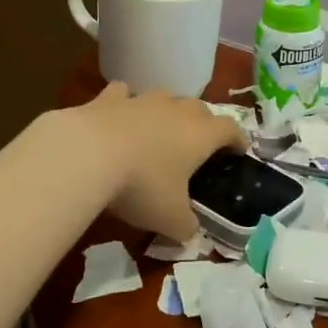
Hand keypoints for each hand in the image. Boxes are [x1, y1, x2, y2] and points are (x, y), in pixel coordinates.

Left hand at [69, 83, 245, 240]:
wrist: (87, 155)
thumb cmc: (142, 186)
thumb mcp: (170, 219)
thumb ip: (186, 227)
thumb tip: (190, 234)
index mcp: (201, 135)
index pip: (230, 129)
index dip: (238, 139)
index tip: (240, 150)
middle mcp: (176, 111)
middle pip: (199, 108)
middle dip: (203, 123)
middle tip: (198, 143)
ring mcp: (142, 100)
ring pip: (164, 97)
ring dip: (166, 110)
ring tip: (161, 128)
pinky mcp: (108, 98)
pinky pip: (123, 93)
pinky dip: (125, 102)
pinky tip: (120, 112)